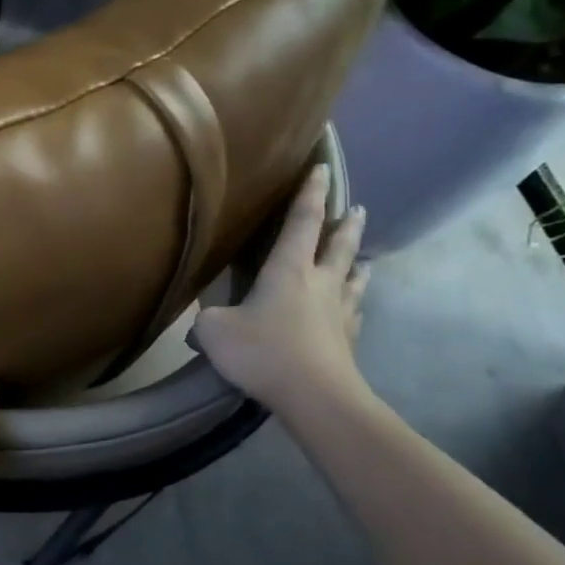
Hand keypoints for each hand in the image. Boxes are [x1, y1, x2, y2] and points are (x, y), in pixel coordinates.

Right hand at [191, 163, 370, 412]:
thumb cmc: (263, 352)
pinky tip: (355, 307)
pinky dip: (356, 303)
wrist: (314, 395)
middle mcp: (319, 283)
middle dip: (345, 224)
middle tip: (356, 208)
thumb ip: (205, 319)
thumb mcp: (214, 332)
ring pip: (353, 278)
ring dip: (358, 262)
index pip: (302, 221)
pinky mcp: (348, 340)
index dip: (310, 193)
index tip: (320, 169)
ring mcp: (339, 312)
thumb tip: (202, 322)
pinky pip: (355, 312)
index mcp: (288, 270)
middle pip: (338, 245)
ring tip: (363, 256)